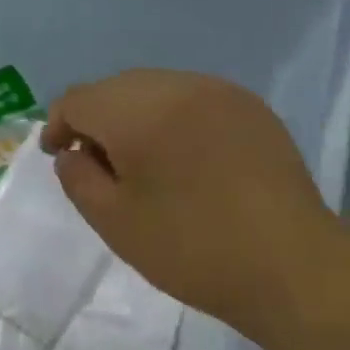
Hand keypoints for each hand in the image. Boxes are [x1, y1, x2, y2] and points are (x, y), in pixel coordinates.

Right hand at [42, 71, 344, 335]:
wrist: (290, 264)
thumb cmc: (192, 249)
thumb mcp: (115, 223)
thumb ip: (78, 179)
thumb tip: (73, 152)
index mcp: (138, 111)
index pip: (79, 99)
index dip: (59, 126)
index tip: (59, 158)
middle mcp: (179, 85)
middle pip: (117, 88)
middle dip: (97, 119)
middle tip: (98, 166)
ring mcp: (221, 92)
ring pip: (157, 89)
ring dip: (136, 117)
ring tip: (143, 163)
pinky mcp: (252, 108)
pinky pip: (194, 99)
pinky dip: (175, 119)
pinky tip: (185, 158)